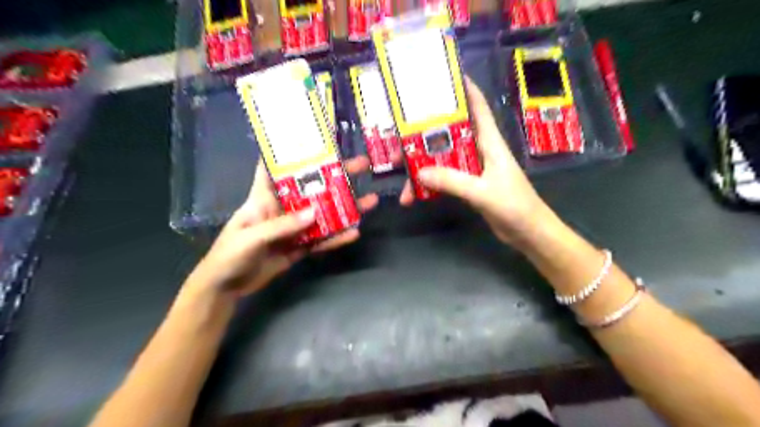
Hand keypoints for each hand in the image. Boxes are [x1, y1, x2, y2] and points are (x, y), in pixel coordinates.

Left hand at [188, 155, 377, 297]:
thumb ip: (281, 226)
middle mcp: (283, 207)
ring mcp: (294, 228)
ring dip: (345, 208)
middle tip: (361, 165)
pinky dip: (337, 238)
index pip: (276, 166)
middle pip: (312, 188)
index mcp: (264, 197)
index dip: (292, 150)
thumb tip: (315, 213)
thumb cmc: (229, 255)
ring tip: (370, 201)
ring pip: (323, 214)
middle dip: (335, 176)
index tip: (316, 138)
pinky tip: (354, 233)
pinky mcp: (300, 246)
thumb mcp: (251, 238)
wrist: (226, 288)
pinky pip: (322, 239)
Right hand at [398, 78, 552, 246]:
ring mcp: (474, 168)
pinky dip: (429, 183)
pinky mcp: (469, 185)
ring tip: (398, 170)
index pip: (478, 107)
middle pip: (450, 133)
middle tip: (398, 136)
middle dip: (424, 133)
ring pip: (443, 158)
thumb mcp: (483, 192)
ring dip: (422, 163)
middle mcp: (481, 150)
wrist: (529, 233)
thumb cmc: (516, 206)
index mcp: (490, 142)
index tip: (441, 77)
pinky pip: (445, 178)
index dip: (464, 89)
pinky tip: (413, 193)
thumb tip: (419, 172)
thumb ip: (453, 181)